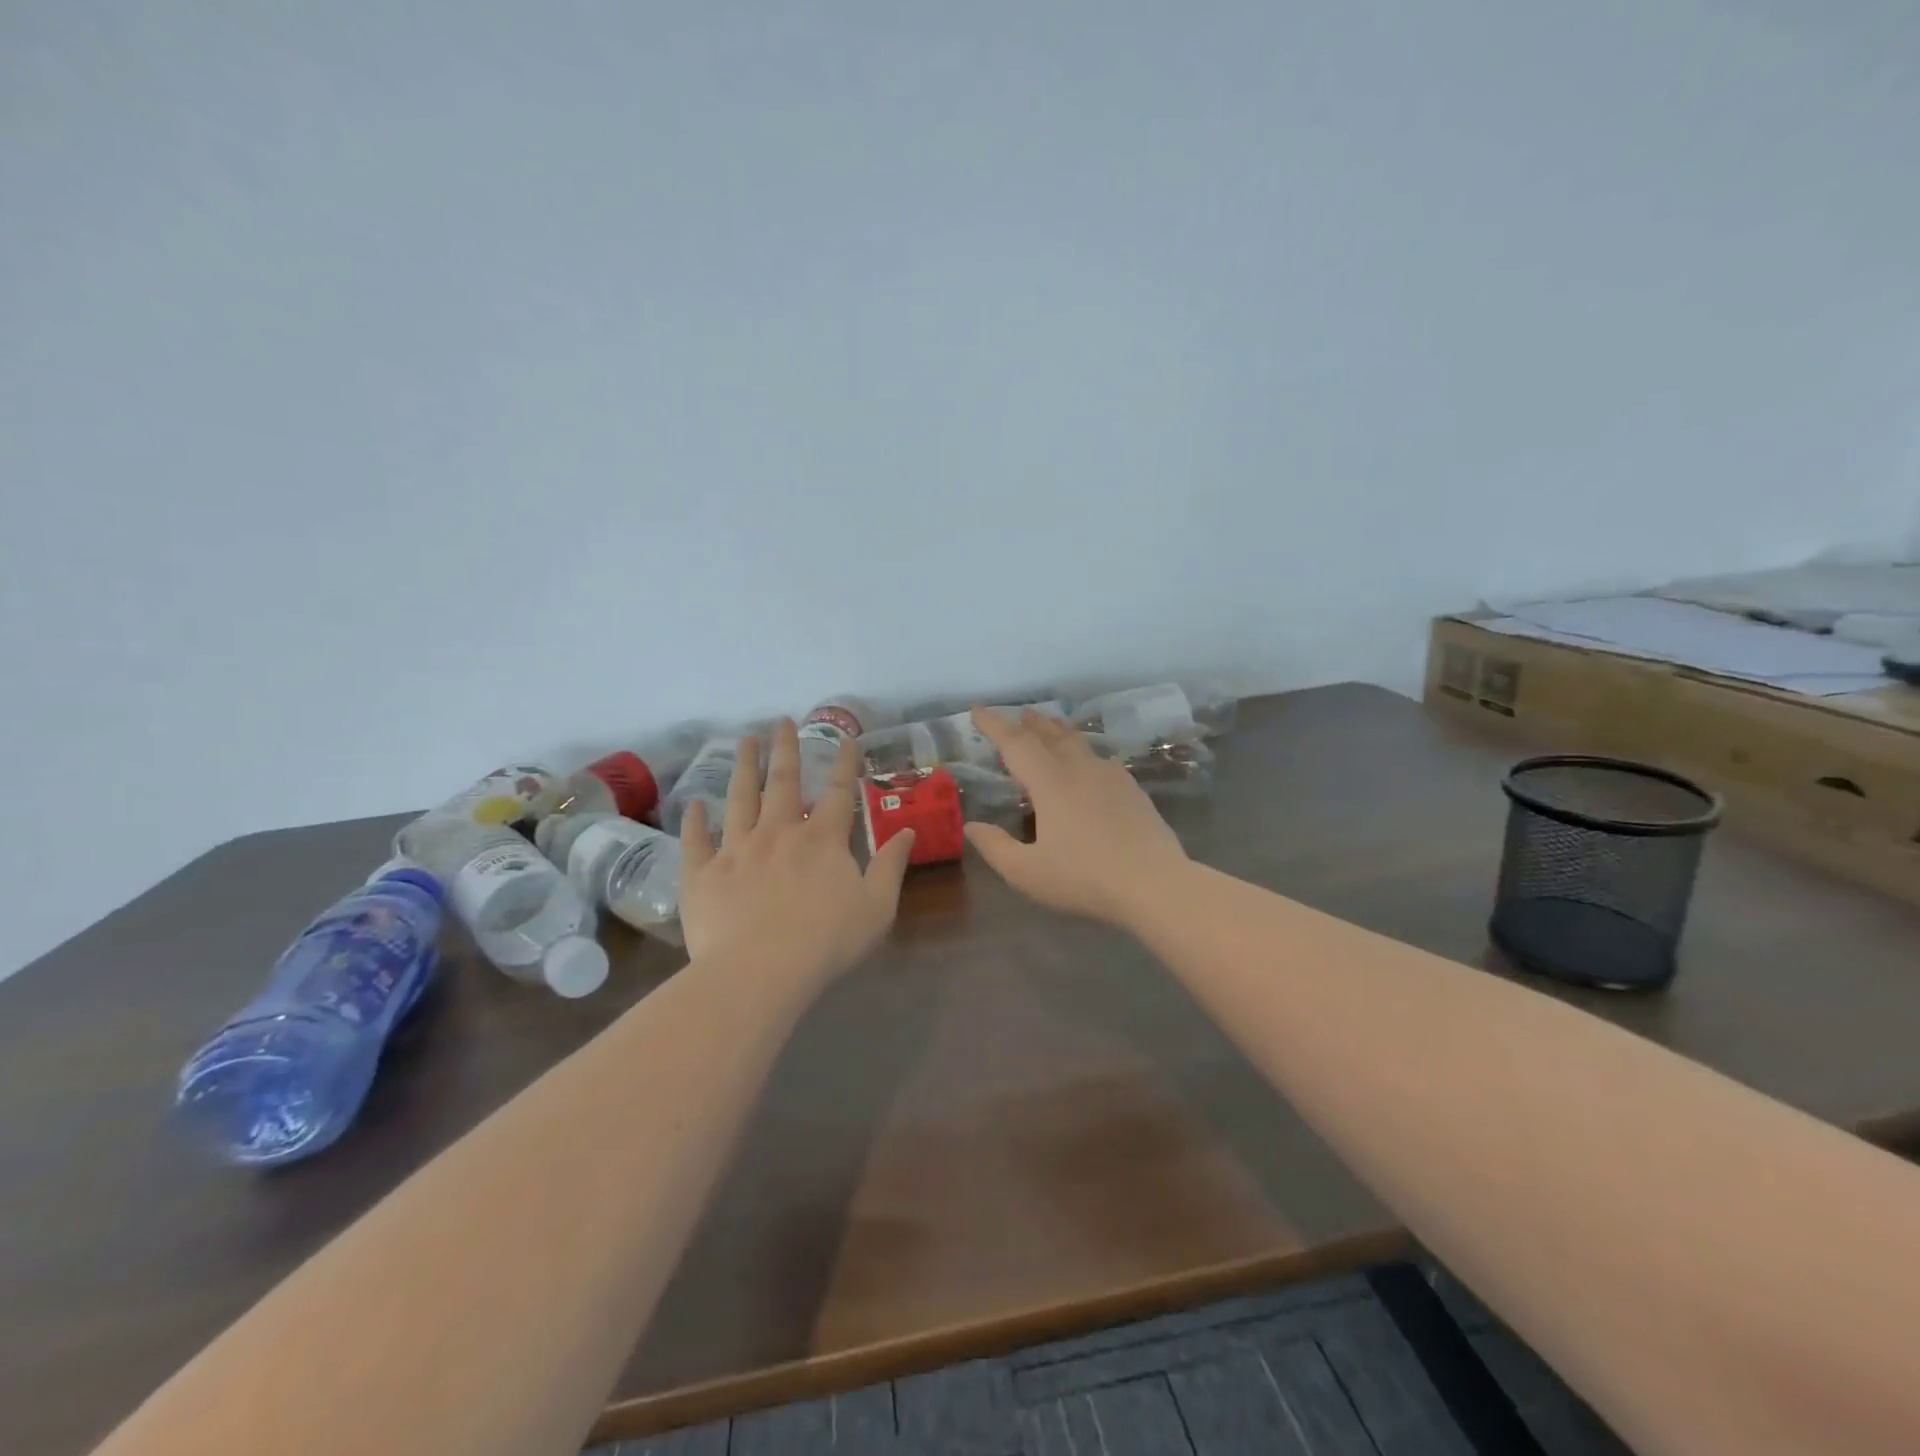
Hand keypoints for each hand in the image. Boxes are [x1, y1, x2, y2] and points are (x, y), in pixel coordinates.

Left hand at [679, 719, 914, 988]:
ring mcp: (736, 850)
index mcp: (822, 840)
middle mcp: (778, 833)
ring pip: (739, 799)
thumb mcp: (877, 907)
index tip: (845, 739)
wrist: (760, 972)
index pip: (838, 792)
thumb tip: (907, 831)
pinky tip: (694, 804)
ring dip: (743, 768)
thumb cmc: (827, 942)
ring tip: (744, 742)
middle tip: (781, 722)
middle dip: (785, 750)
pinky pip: (696, 841)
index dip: (844, 764)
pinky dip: (694, 821)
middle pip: (783, 783)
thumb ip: (891, 866)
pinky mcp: (702, 874)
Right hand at [963, 707, 1188, 925]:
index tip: (976, 710)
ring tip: (1051, 727)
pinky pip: (1101, 759)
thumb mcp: (1027, 872)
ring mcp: (1111, 777)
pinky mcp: (1133, 790)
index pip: (1015, 743)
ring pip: (1079, 742)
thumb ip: (995, 847)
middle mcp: (1080, 769)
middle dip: (1030, 723)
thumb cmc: (1084, 878)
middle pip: (1051, 735)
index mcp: (1050, 782)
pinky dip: (1085, 752)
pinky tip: (1091, 764)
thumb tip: (972, 826)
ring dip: (1059, 731)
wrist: (1155, 884)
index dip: (993, 725)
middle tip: (1019, 714)